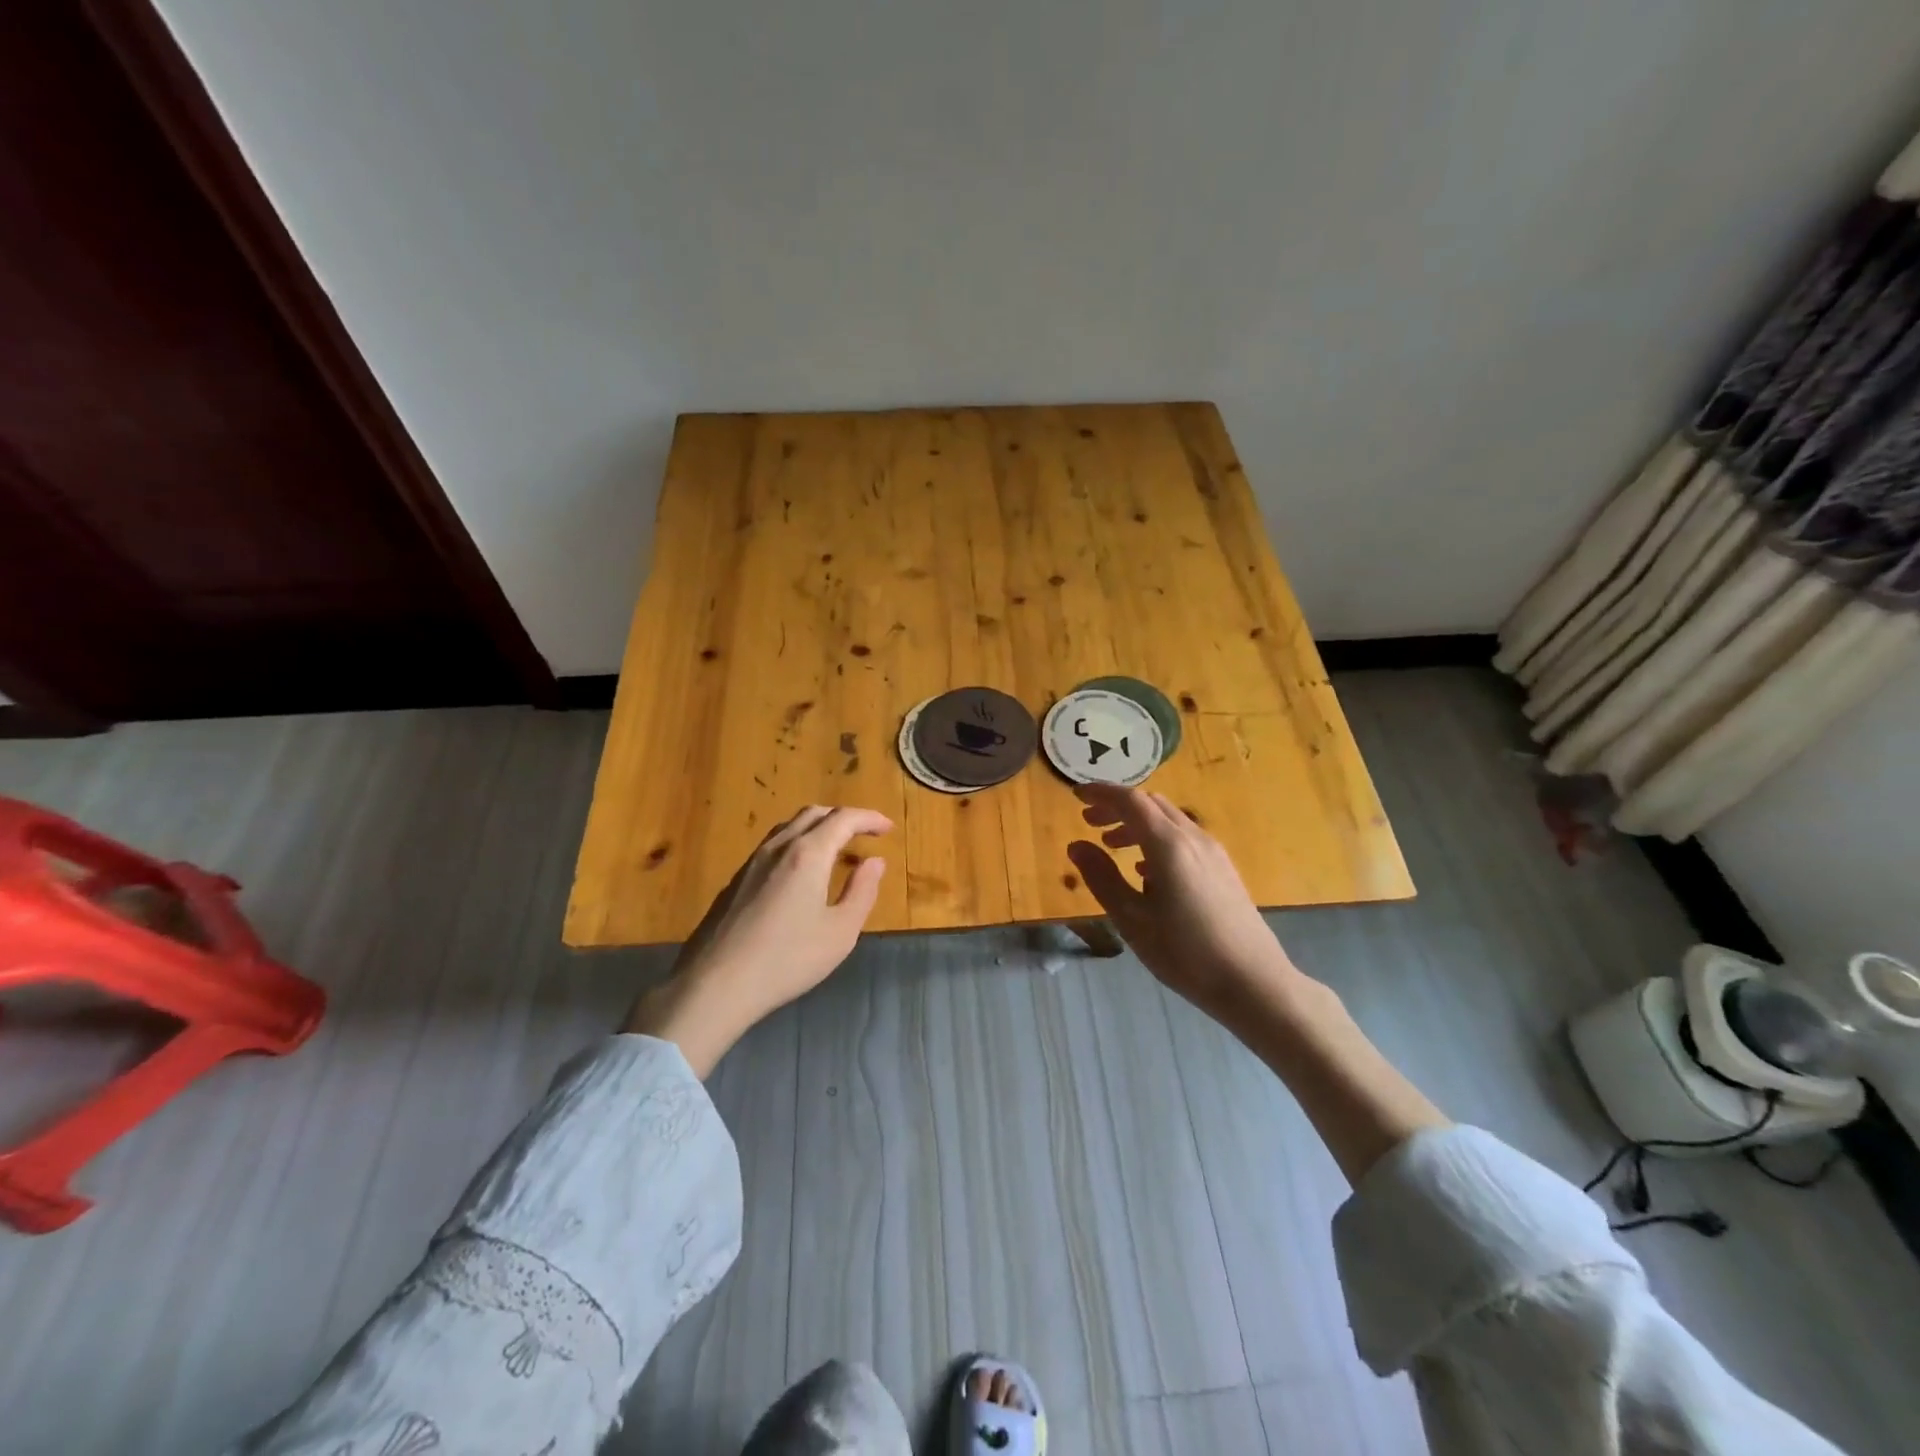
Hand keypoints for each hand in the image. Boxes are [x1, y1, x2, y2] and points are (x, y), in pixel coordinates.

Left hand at [625, 805, 891, 1073]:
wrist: (715, 984)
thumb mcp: (840, 932)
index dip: (869, 818)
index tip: (888, 828)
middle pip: (814, 814)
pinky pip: (773, 845)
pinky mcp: (736, 880)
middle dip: (844, 817)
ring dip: (818, 828)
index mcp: (808, 853)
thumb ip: (861, 892)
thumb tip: (874, 862)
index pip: (843, 819)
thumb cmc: (787, 960)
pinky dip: (798, 843)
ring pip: (790, 827)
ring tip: (837, 848)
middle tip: (866, 833)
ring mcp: (752, 862)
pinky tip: (801, 872)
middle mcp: (779, 847)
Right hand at [1068, 786, 1297, 1020]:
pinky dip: (1157, 840)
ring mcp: (1214, 853)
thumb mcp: (1132, 919)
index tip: (1075, 795)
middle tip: (1089, 821)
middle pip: (1152, 804)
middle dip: (1118, 807)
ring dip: (1138, 824)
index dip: (1101, 793)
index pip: (1130, 801)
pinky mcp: (1224, 870)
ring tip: (1112, 845)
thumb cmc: (1186, 953)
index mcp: (1169, 845)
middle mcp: (1193, 838)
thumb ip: (1102, 878)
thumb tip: (1077, 845)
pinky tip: (1147, 871)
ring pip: (1169, 821)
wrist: (1254, 983)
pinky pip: (1184, 839)